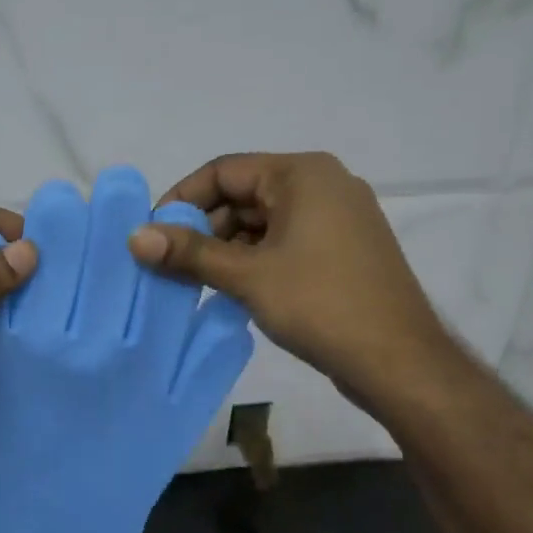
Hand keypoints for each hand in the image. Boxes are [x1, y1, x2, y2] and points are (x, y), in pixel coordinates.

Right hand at [127, 152, 451, 411]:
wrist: (398, 361)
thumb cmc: (320, 305)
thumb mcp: (247, 275)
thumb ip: (189, 253)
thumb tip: (134, 237)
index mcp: (302, 174)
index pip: (224, 171)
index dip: (182, 199)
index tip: (153, 233)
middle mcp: (323, 184)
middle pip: (243, 194)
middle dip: (204, 228)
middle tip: (170, 264)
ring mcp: (338, 217)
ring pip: (263, 221)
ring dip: (227, 248)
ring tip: (196, 282)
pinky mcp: (343, 249)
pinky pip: (285, 241)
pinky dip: (254, 259)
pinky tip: (232, 289)